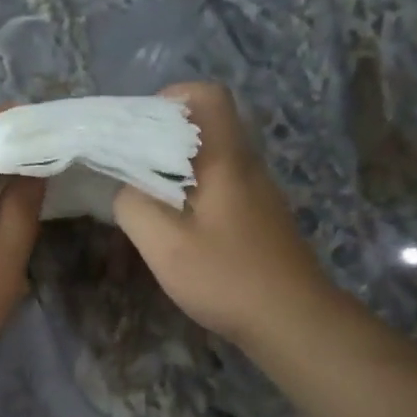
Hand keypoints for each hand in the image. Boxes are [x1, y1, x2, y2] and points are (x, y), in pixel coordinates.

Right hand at [112, 82, 331, 346]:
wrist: (292, 319)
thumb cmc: (227, 276)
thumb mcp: (166, 244)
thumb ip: (135, 205)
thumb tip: (125, 187)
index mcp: (226, 159)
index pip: (208, 96)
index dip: (171, 99)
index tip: (139, 127)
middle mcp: (246, 164)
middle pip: (208, 124)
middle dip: (164, 134)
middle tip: (130, 162)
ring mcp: (256, 191)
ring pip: (213, 156)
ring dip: (177, 165)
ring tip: (144, 192)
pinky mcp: (257, 216)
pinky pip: (220, 182)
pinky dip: (192, 189)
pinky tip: (174, 222)